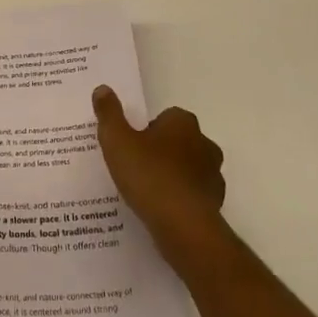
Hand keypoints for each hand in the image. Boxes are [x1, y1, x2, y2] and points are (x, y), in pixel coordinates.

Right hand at [93, 86, 226, 267]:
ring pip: (188, 169)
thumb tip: (102, 88)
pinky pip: (192, 196)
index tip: (131, 147)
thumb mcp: (117, 141)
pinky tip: (161, 212)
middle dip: (161, 152)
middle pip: (178, 142)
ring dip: (172, 176)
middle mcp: (204, 143)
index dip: (146, 131)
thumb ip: (109, 114)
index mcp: (182, 123)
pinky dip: (180, 200)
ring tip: (147, 194)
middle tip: (136, 168)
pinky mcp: (215, 204)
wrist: (183, 228)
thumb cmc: (149, 176)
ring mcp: (213, 175)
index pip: (165, 117)